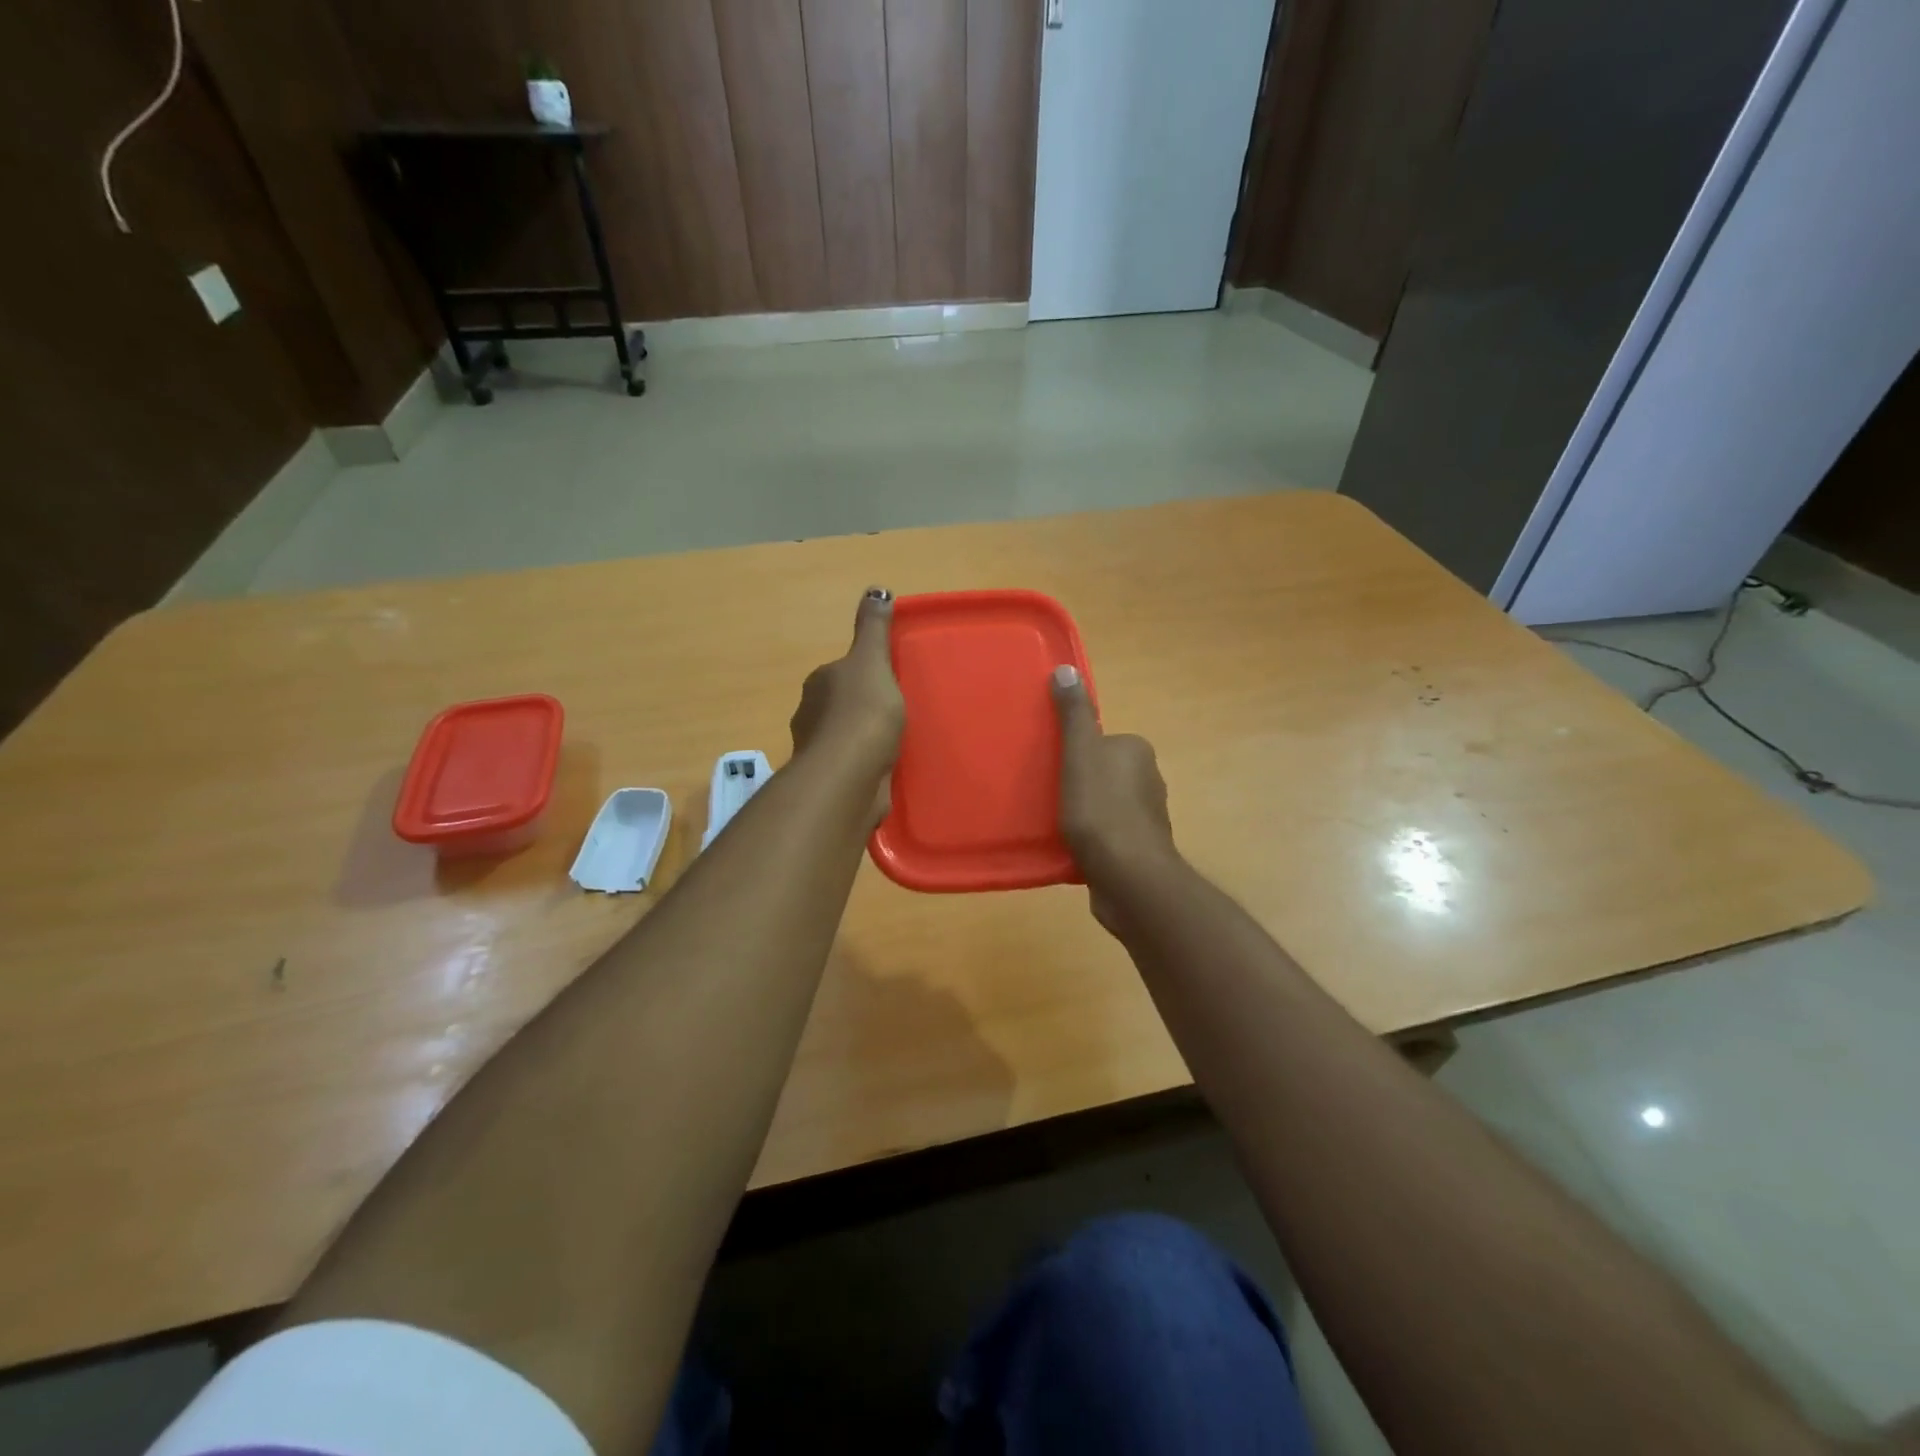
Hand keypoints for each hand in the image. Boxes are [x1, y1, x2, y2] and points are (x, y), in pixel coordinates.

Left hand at [790, 589, 905, 819]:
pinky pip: (852, 765)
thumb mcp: (872, 661)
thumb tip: (875, 590)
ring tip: (894, 742)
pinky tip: (885, 768)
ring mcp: (819, 750)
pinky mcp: (831, 780)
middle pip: (840, 704)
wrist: (850, 774)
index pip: (839, 672)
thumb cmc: (863, 712)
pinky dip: (865, 764)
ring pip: (844, 737)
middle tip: (896, 712)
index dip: (863, 674)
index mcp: (819, 683)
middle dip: (862, 707)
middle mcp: (810, 714)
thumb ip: (873, 629)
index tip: (887, 681)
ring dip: (863, 739)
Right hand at [1051, 665, 1178, 931]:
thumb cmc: (1102, 810)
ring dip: (1080, 813)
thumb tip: (1067, 670)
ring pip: (1102, 805)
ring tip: (1049, 823)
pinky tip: (1066, 849)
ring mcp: (1145, 819)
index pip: (1098, 741)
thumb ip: (1074, 715)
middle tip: (1041, 794)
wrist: (1129, 878)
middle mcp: (1148, 780)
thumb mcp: (1081, 754)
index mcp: (1137, 752)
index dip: (1072, 751)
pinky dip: (1087, 840)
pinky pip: (1104, 836)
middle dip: (1074, 782)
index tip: (1048, 765)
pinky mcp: (1137, 851)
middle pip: (1099, 772)